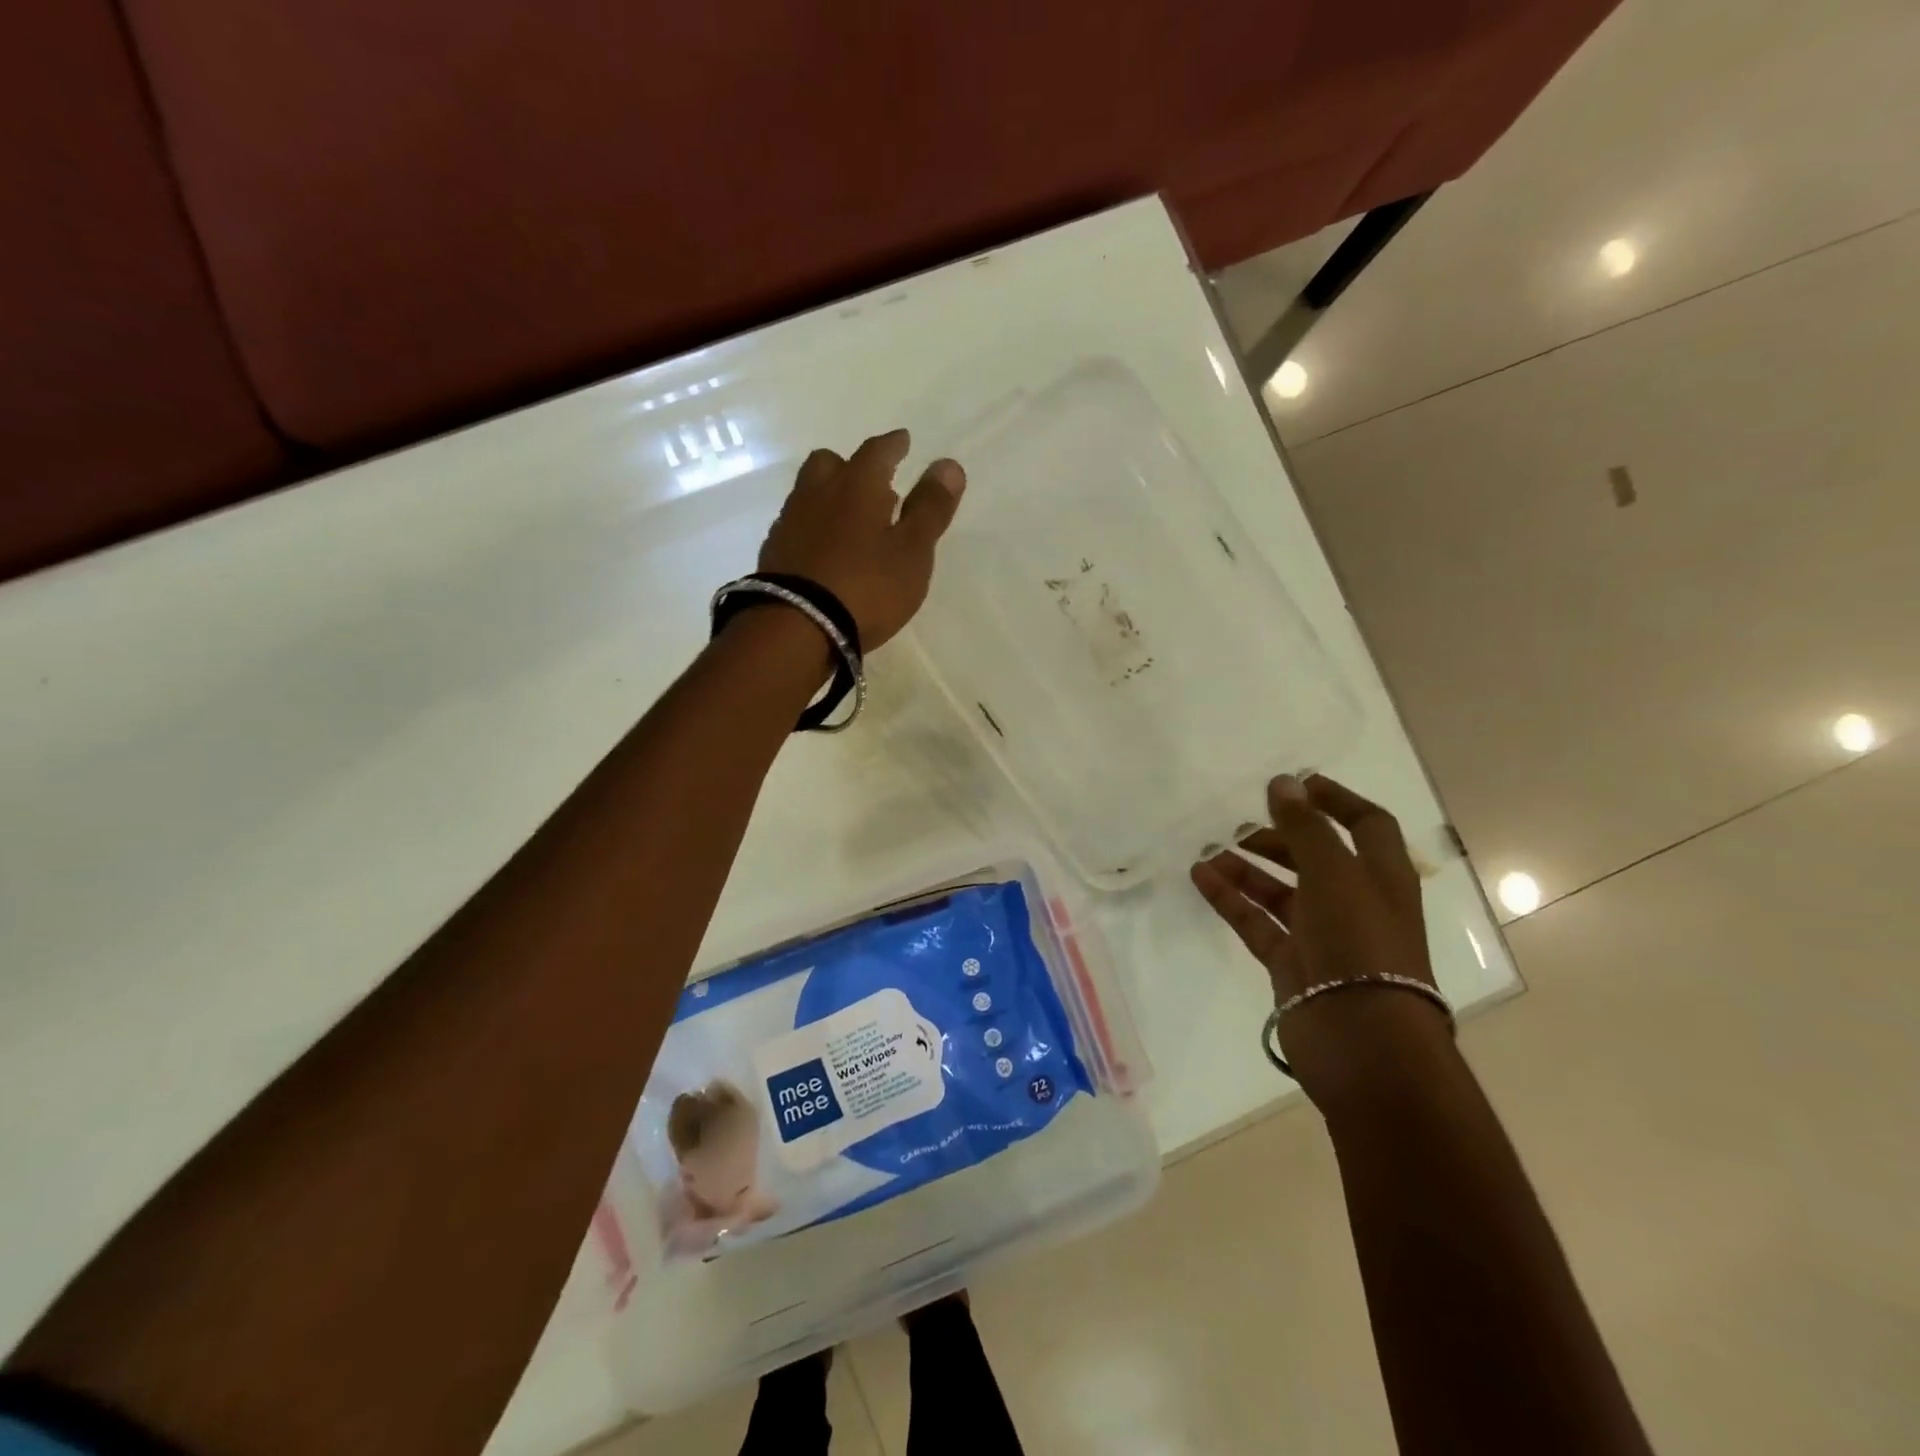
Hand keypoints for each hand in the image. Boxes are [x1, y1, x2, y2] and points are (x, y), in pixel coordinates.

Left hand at [758, 429, 964, 650]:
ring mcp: (790, 523)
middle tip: (872, 484)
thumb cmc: (866, 587)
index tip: (903, 441)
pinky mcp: (773, 554)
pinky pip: (797, 526)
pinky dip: (813, 528)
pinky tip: (824, 550)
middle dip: (852, 467)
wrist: (796, 628)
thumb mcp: (912, 552)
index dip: (894, 445)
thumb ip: (930, 508)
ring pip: (809, 494)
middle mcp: (818, 493)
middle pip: (830, 464)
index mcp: (857, 486)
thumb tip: (948, 463)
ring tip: (850, 520)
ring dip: (829, 497)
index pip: (877, 451)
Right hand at [1190, 774, 1450, 1107]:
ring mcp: (1321, 935)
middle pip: (1315, 858)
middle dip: (1280, 837)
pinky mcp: (1292, 963)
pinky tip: (1200, 877)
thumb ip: (1305, 827)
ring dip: (1247, 868)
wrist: (1362, 1039)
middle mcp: (1354, 902)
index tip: (1295, 784)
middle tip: (1240, 822)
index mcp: (1381, 876)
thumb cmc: (1360, 943)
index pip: (1366, 824)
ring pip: (1280, 891)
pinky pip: (1256, 921)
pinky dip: (1230, 899)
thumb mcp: (1335, 873)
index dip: (1336, 800)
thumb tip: (1283, 782)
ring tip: (1208, 849)